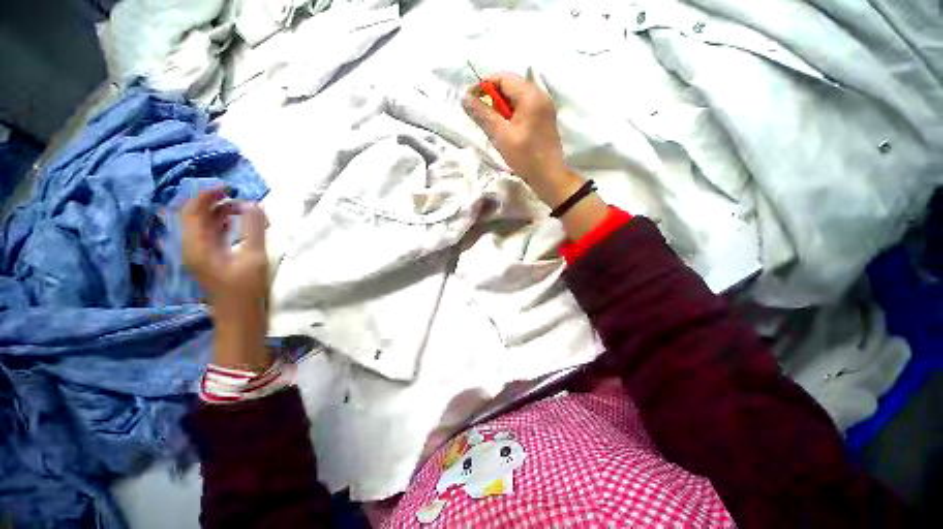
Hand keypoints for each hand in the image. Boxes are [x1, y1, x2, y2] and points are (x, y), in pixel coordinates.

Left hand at [182, 188, 270, 370]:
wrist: (239, 315)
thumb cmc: (246, 288)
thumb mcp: (254, 256)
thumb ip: (254, 229)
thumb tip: (254, 204)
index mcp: (197, 245)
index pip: (192, 211)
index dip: (207, 195)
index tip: (229, 187)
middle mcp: (193, 247)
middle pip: (196, 216)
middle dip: (216, 203)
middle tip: (240, 198)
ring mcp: (200, 254)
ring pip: (204, 225)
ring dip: (222, 214)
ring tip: (245, 210)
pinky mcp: (210, 259)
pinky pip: (211, 234)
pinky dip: (224, 224)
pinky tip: (239, 223)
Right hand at [463, 72, 608, 239]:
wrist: (549, 177)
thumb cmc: (525, 158)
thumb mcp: (501, 136)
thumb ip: (483, 115)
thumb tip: (464, 98)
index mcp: (531, 96)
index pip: (502, 78)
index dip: (483, 86)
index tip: (470, 102)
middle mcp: (540, 95)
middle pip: (510, 86)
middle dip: (492, 99)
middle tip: (482, 119)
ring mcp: (544, 107)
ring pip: (516, 98)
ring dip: (501, 109)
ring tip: (494, 128)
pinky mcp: (544, 118)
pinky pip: (523, 109)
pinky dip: (511, 115)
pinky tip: (506, 132)